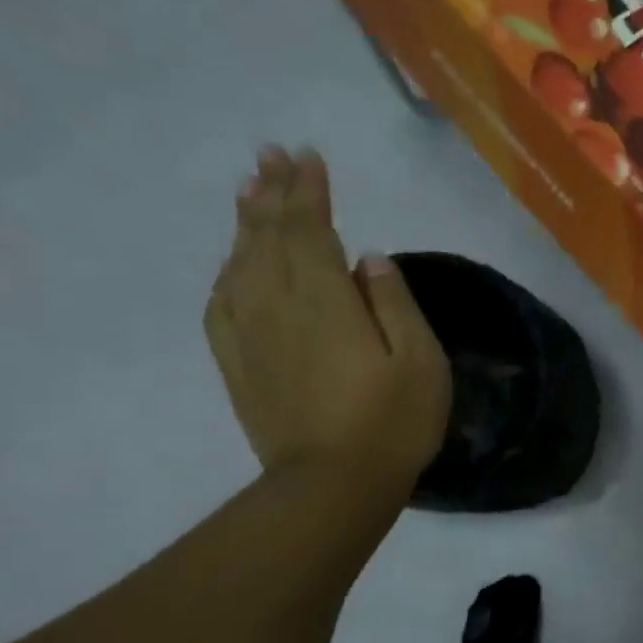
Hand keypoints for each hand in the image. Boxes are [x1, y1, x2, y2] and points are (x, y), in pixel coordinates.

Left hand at [205, 147, 449, 508]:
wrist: (331, 486)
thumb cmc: (392, 422)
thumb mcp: (420, 361)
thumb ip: (394, 303)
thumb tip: (367, 258)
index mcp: (325, 300)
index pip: (311, 229)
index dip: (308, 191)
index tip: (308, 157)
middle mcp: (278, 305)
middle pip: (268, 237)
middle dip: (272, 193)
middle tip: (271, 156)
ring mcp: (251, 335)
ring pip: (240, 263)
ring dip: (246, 224)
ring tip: (249, 191)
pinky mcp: (238, 364)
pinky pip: (222, 303)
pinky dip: (227, 272)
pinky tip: (233, 264)